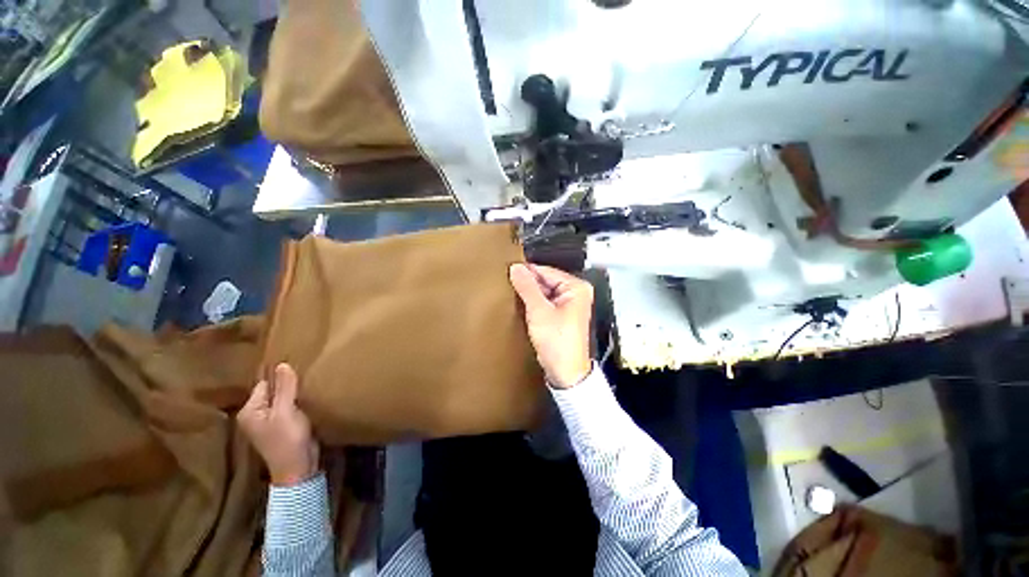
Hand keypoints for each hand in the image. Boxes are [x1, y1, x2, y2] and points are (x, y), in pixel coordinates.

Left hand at [237, 363, 318, 485]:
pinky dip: (298, 400)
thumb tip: (282, 364)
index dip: (280, 375)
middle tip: (305, 371)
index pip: (264, 384)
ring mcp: (270, 421)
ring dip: (294, 392)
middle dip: (287, 383)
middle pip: (273, 390)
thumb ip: (285, 388)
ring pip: (282, 398)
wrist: (299, 467)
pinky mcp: (283, 425)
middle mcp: (256, 414)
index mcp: (250, 411)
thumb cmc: (288, 440)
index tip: (297, 364)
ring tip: (308, 380)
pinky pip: (289, 405)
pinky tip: (308, 395)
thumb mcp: (286, 412)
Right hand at [509, 263, 592, 388]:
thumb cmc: (559, 343)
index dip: (527, 271)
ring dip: (528, 294)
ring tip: (511, 293)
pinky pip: (544, 303)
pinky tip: (521, 305)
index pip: (546, 271)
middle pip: (545, 281)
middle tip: (507, 283)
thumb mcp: (539, 311)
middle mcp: (575, 293)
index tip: (508, 270)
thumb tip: (516, 268)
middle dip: (527, 284)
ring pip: (543, 292)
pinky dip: (533, 304)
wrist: (565, 372)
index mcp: (576, 287)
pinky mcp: (561, 315)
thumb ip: (527, 287)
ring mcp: (568, 304)